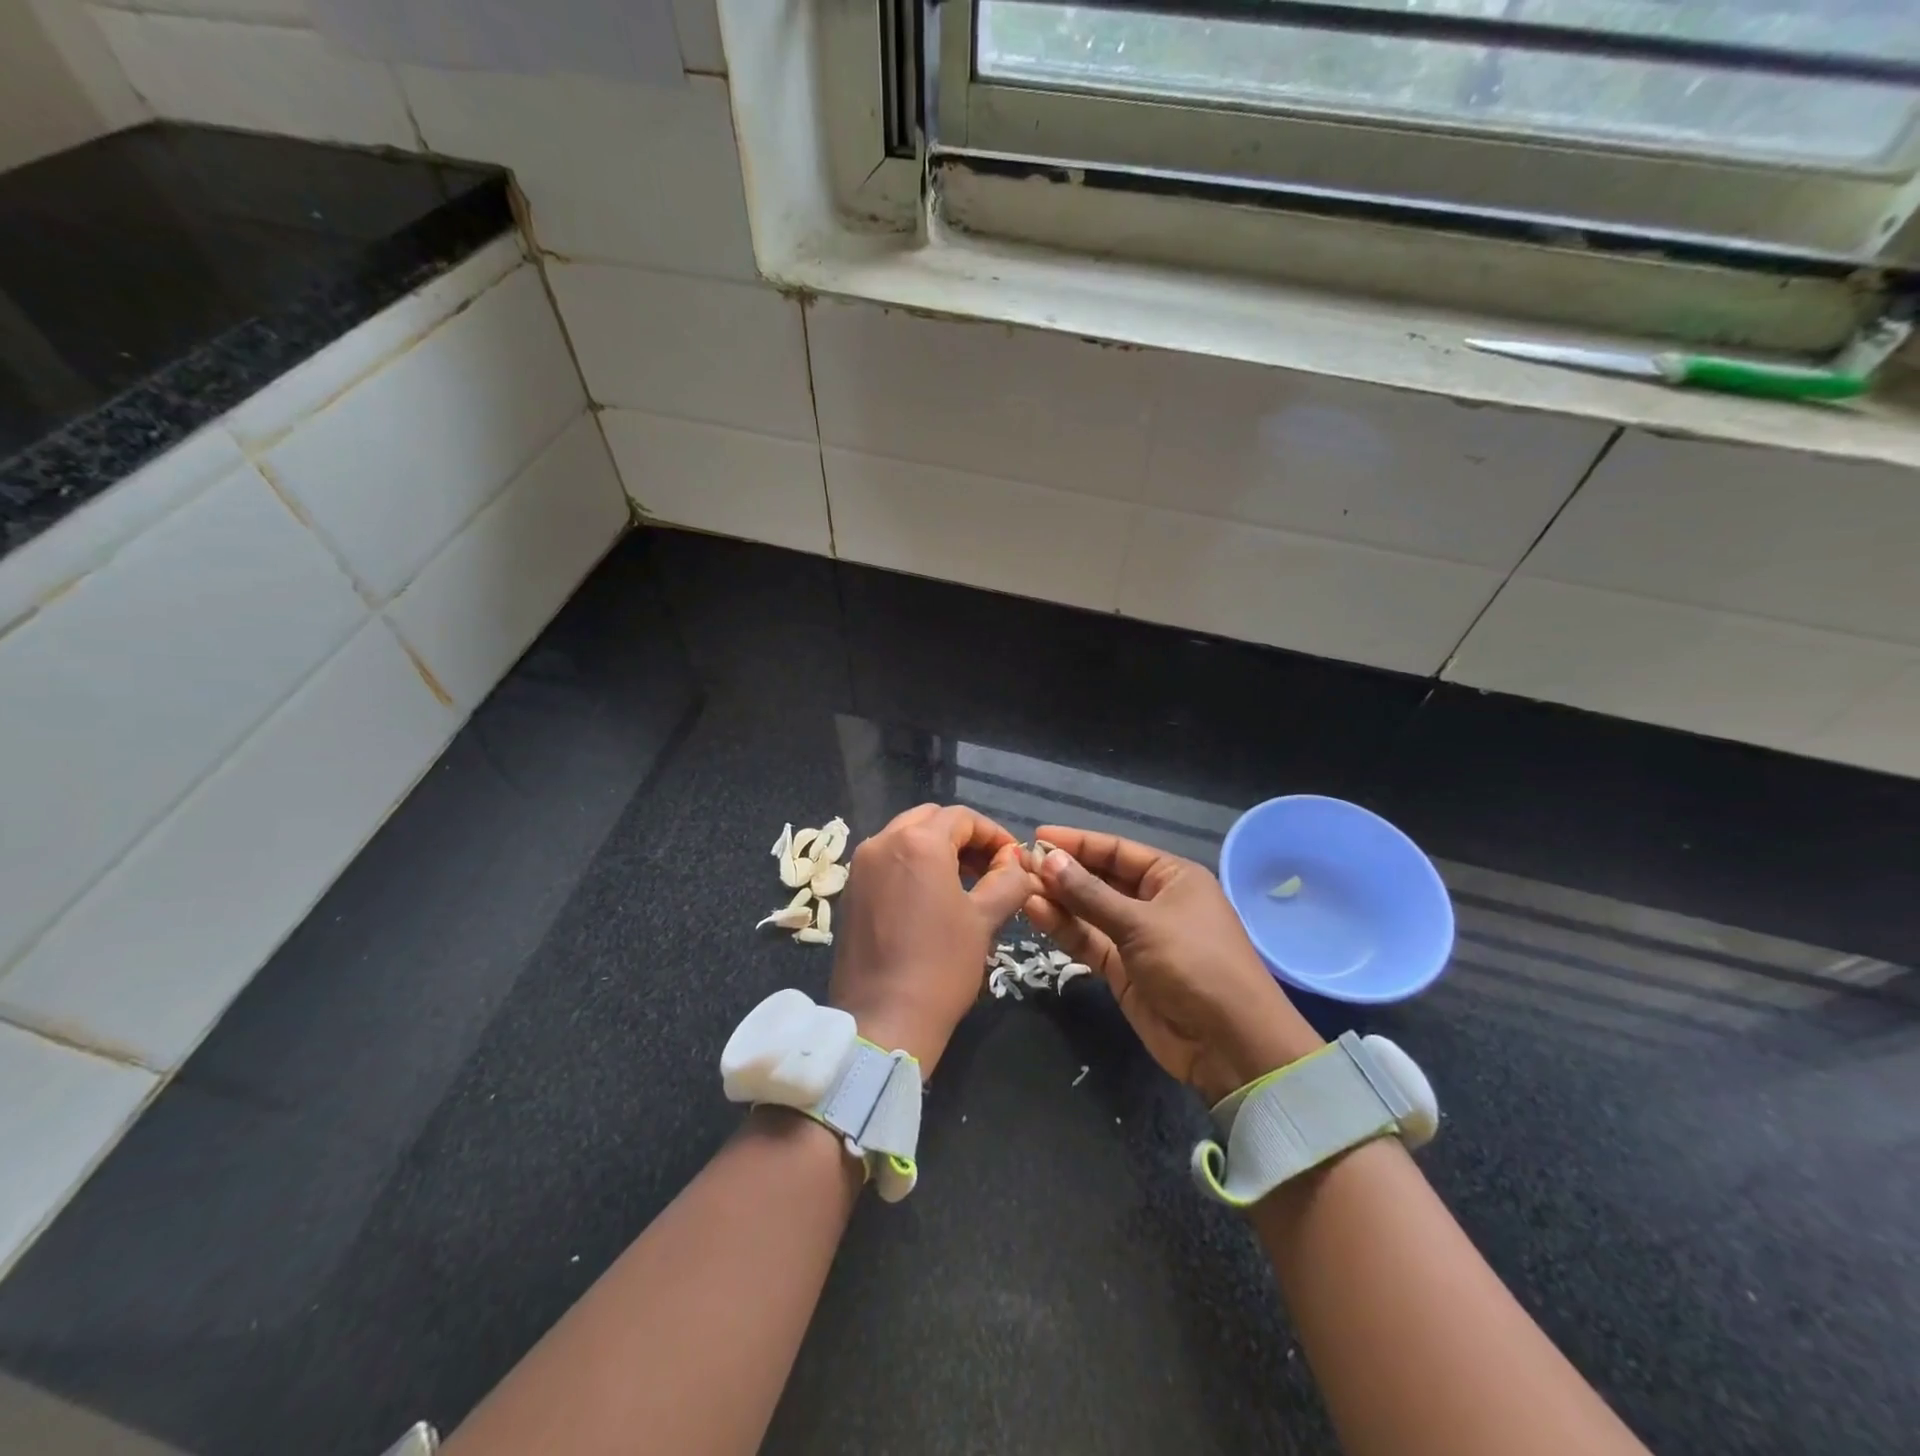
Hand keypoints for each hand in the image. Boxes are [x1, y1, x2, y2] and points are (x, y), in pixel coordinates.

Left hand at [829, 804, 1036, 1075]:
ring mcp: (861, 866)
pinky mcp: (850, 891)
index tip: (1013, 859)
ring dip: (937, 849)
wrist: (884, 1019)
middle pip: (930, 820)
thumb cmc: (942, 965)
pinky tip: (931, 897)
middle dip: (964, 837)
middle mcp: (883, 842)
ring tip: (964, 882)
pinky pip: (886, 861)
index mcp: (918, 842)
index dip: (993, 834)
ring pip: (905, 838)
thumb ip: (1007, 880)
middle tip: (990, 867)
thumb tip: (1017, 863)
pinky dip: (912, 865)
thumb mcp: (985, 920)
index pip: (962, 818)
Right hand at [1023, 827, 1323, 1104]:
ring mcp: (1138, 937)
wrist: (1230, 1045)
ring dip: (1059, 900)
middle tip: (1021, 864)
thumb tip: (1048, 859)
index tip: (1038, 836)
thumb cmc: (1195, 965)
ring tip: (1021, 887)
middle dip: (1064, 872)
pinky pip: (1090, 941)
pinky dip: (1065, 929)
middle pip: (1101, 879)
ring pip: (1090, 911)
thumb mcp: (1141, 924)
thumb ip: (1090, 894)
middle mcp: (1154, 901)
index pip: (1117, 851)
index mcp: (1172, 877)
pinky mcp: (1124, 970)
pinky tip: (1037, 913)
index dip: (1078, 843)